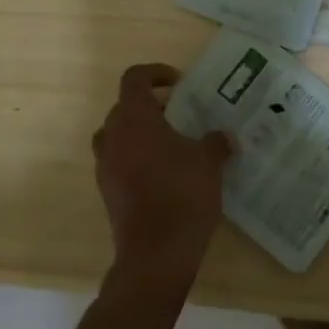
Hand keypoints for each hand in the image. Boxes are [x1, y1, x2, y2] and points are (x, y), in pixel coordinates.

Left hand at [92, 64, 233, 290]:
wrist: (156, 254)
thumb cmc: (182, 195)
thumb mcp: (209, 162)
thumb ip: (215, 142)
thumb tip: (223, 137)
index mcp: (134, 118)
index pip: (134, 78)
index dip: (155, 73)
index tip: (178, 83)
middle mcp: (113, 136)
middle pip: (125, 106)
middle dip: (151, 105)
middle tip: (180, 114)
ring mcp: (105, 165)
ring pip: (119, 135)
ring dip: (142, 132)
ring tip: (173, 143)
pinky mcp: (107, 191)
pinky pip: (119, 161)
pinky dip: (137, 157)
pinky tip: (165, 173)